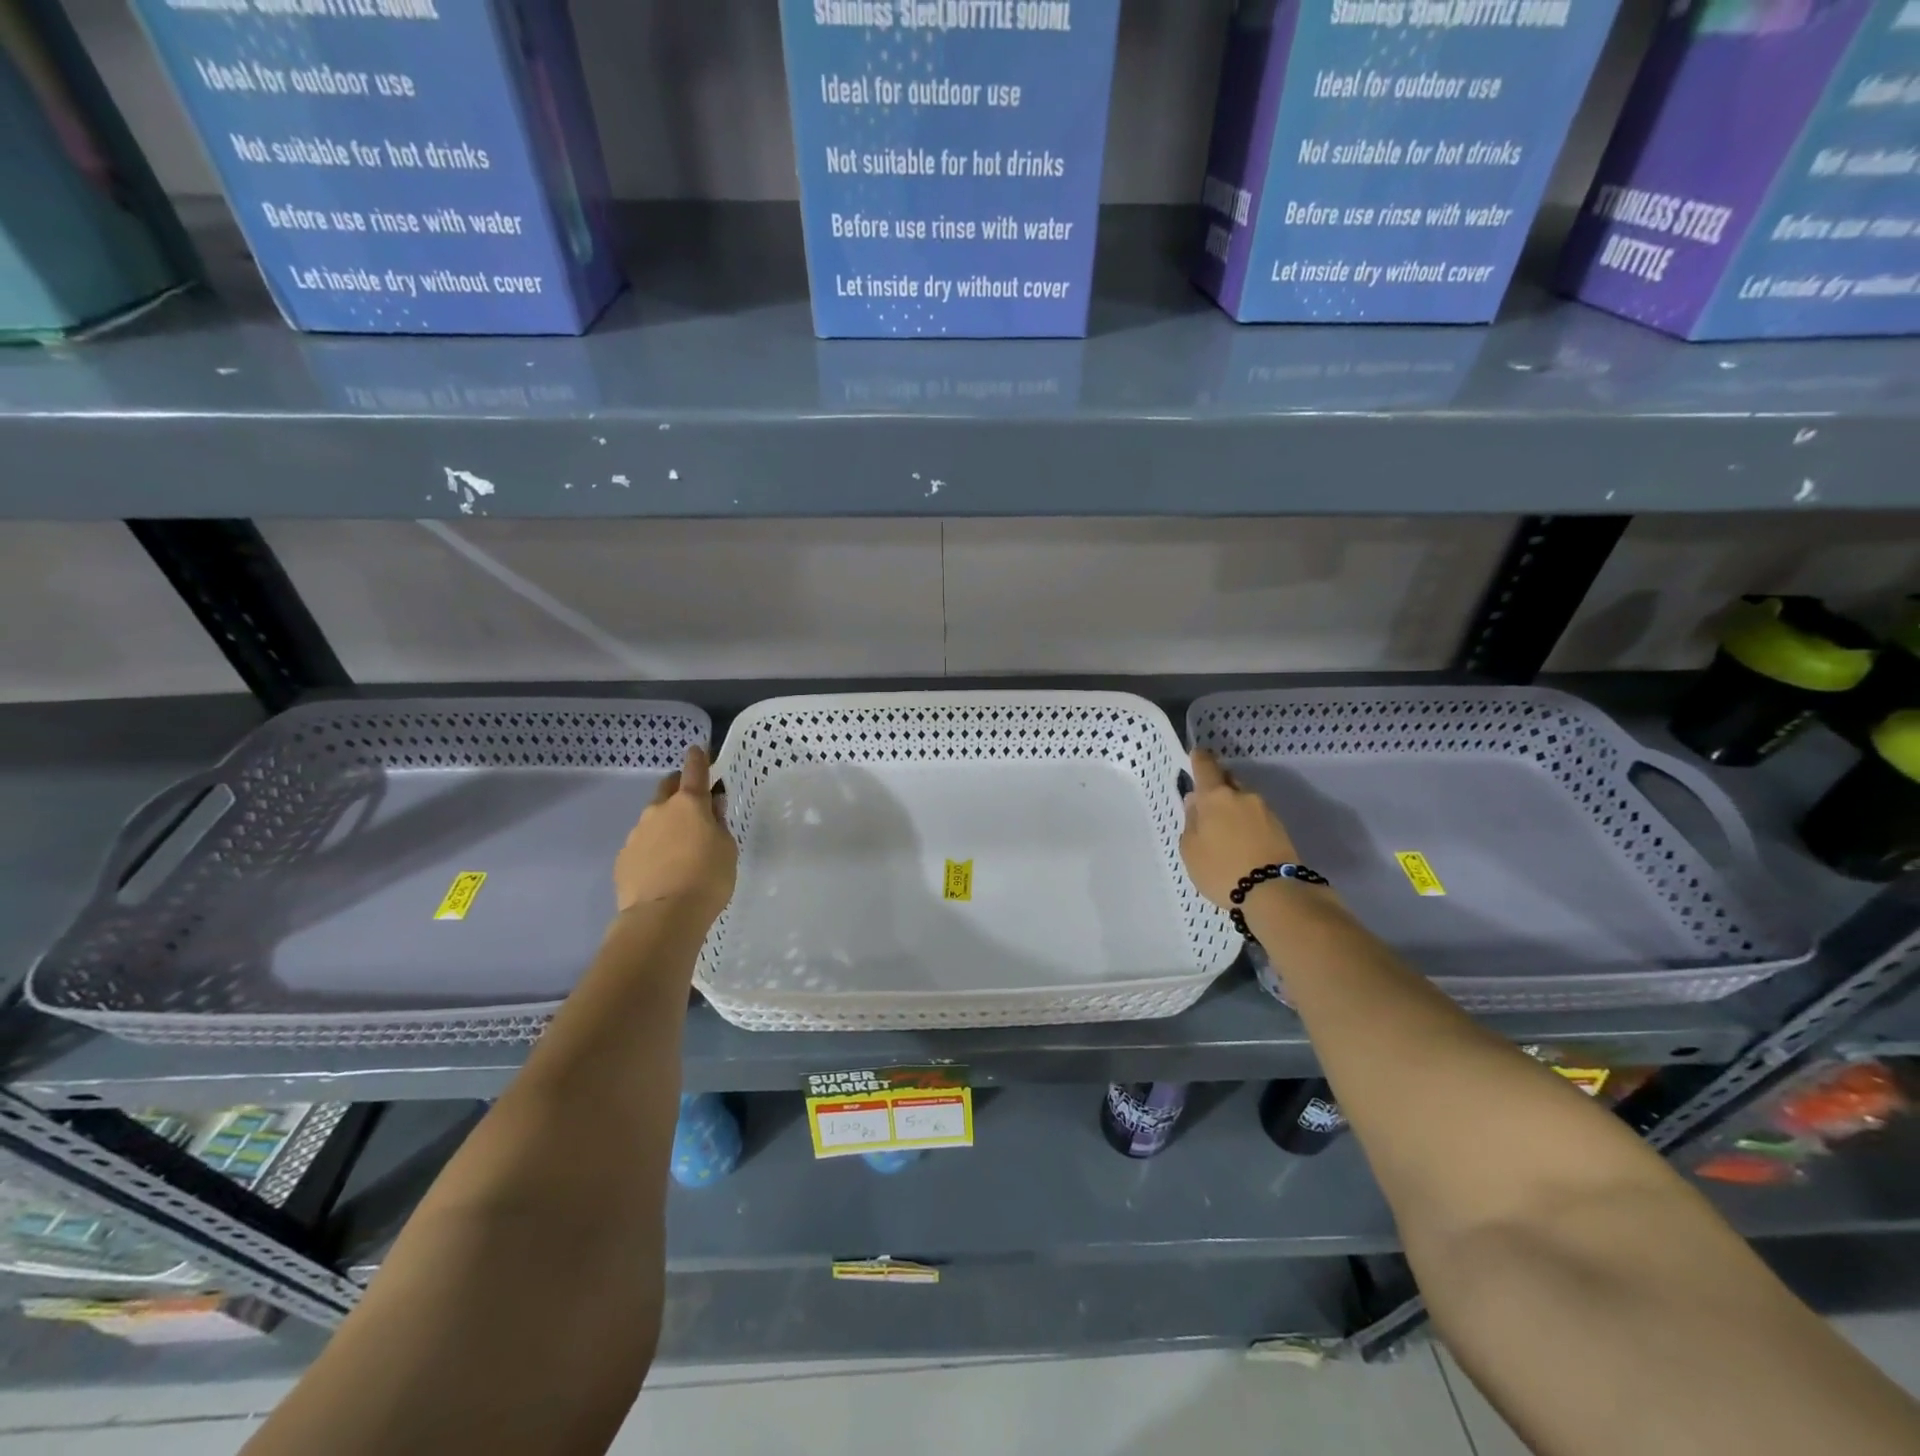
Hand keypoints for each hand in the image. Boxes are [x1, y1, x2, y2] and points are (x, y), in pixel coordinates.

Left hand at [613, 745, 736, 924]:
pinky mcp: (623, 859)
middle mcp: (659, 811)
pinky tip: (663, 870)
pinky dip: (653, 850)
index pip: (694, 771)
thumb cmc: (707, 878)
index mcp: (689, 804)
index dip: (698, 759)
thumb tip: (711, 808)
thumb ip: (718, 824)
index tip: (698, 750)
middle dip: (679, 790)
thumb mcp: (727, 848)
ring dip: (666, 825)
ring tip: (679, 849)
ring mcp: (636, 834)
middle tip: (693, 804)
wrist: (663, 917)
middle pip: (667, 790)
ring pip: (653, 820)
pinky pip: (642, 845)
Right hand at [1179, 749, 1300, 908]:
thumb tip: (1196, 803)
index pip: (1206, 766)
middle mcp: (1243, 796)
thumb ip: (1191, 821)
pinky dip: (1246, 823)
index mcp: (1216, 796)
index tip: (1196, 756)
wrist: (1275, 893)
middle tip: (1206, 805)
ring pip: (1243, 800)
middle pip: (1227, 781)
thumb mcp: (1191, 849)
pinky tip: (1241, 842)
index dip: (1199, 759)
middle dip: (1217, 787)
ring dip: (1233, 808)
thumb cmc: (1222, 869)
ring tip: (1224, 831)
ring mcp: (1265, 811)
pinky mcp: (1280, 828)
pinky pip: (1256, 817)